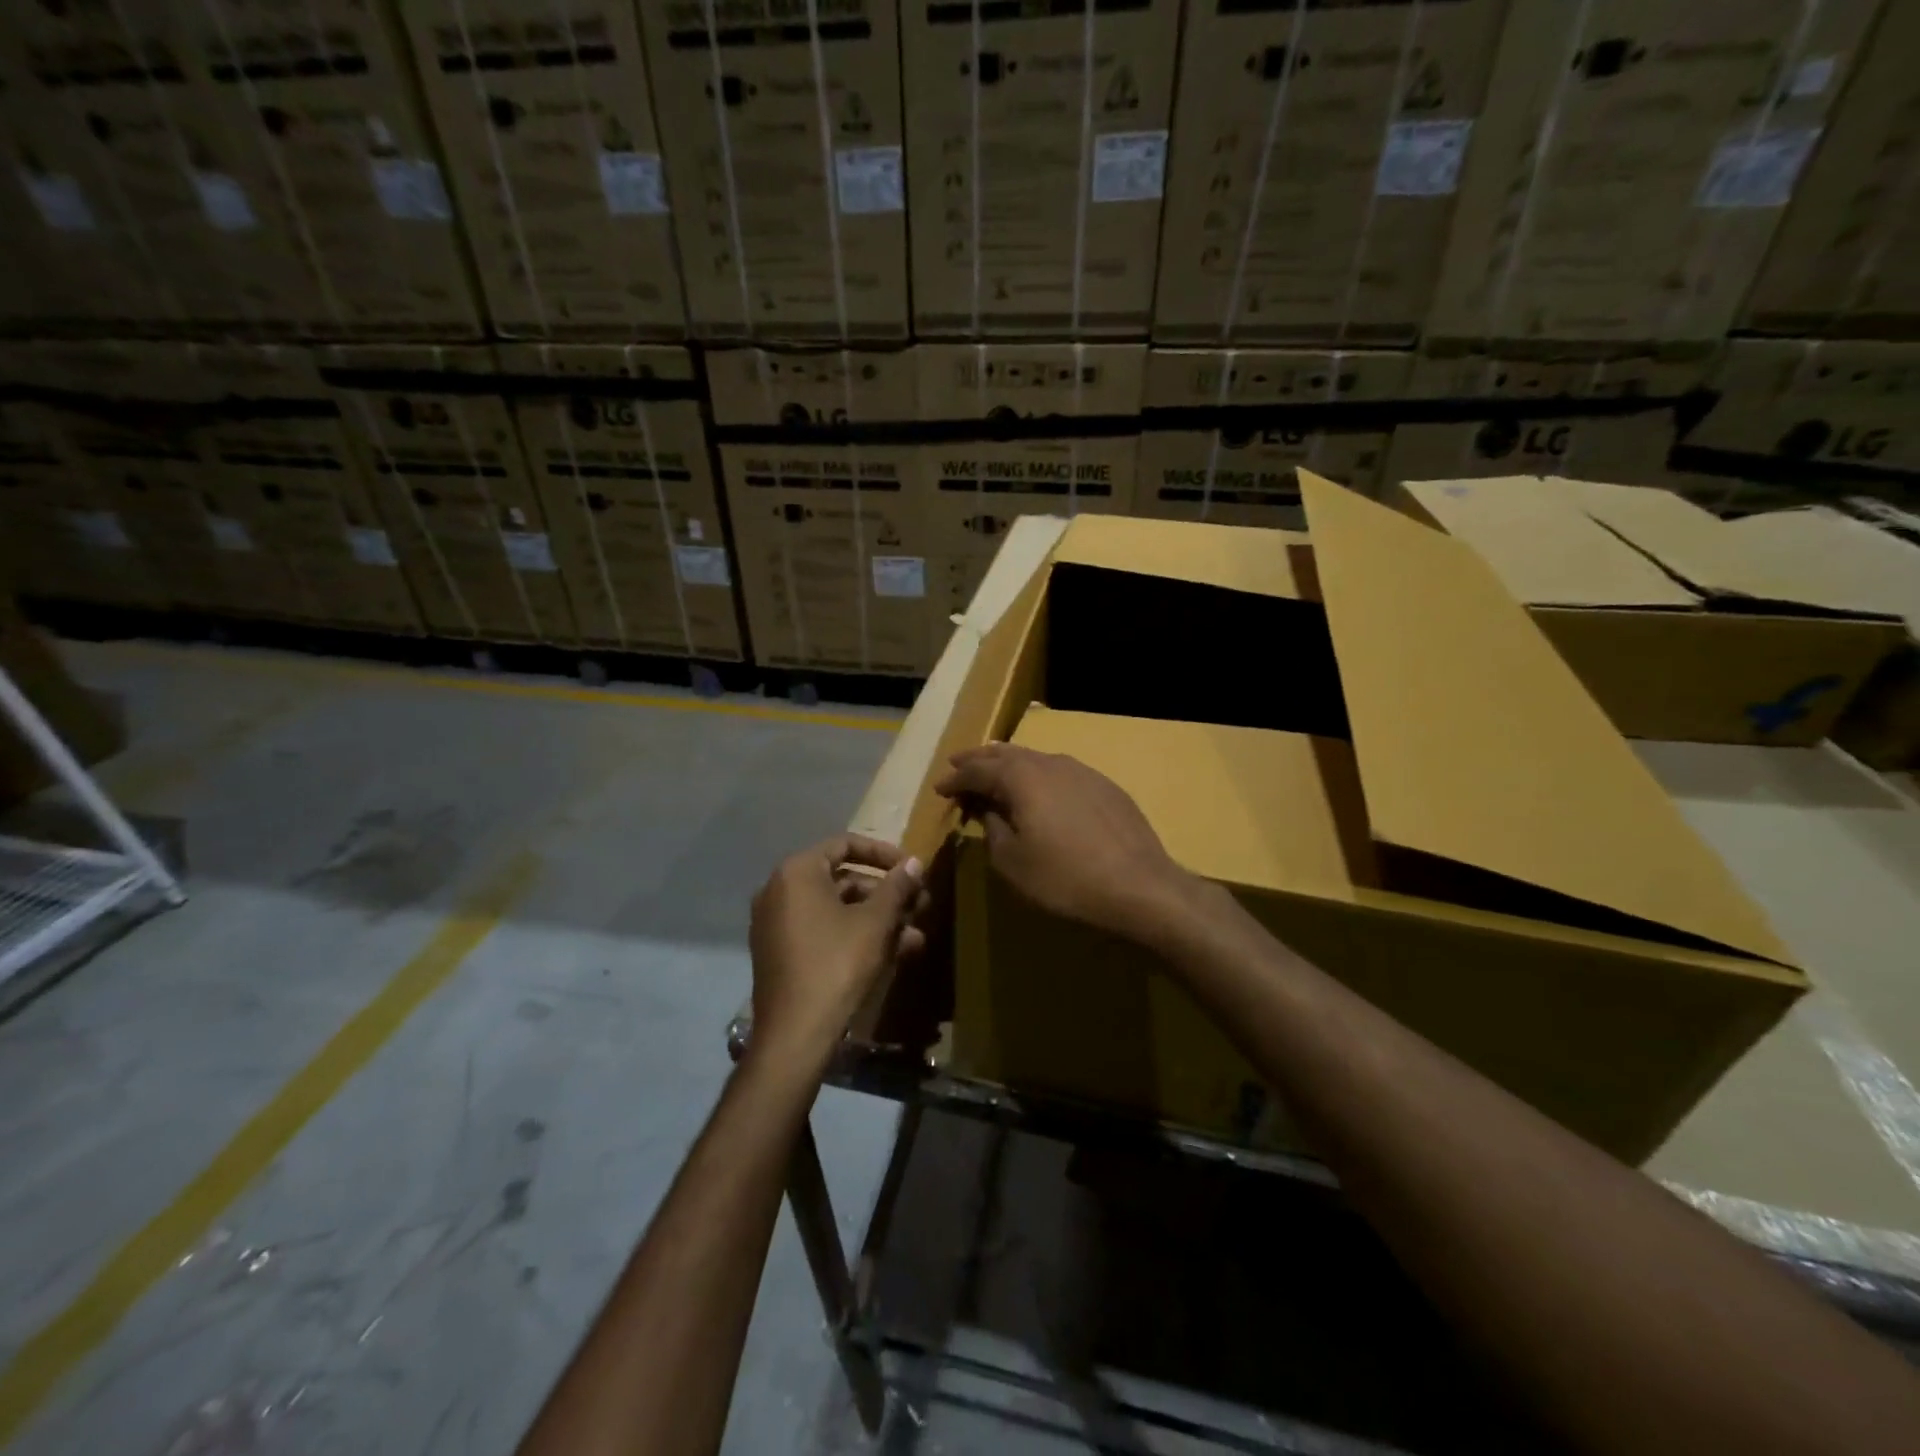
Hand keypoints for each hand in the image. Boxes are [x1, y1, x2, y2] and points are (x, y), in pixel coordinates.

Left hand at [748, 834, 925, 1069]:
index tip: (911, 868)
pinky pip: (823, 931)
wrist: (795, 1034)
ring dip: (877, 918)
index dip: (883, 853)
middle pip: (842, 879)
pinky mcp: (781, 953)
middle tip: (920, 904)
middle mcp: (779, 891)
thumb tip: (914, 862)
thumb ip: (896, 887)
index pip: (845, 844)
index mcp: (798, 872)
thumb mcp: (875, 922)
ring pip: (837, 909)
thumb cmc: (837, 964)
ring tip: (915, 936)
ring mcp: (776, 924)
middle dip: (885, 893)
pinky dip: (855, 935)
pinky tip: (894, 954)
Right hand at [934, 743, 1193, 942]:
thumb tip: (986, 808)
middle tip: (959, 763)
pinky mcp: (1105, 786)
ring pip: (1036, 758)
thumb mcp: (1013, 862)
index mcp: (1021, 778)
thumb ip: (992, 828)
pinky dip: (1039, 774)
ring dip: (1010, 763)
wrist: (1139, 887)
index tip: (940, 788)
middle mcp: (1050, 763)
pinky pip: (1061, 770)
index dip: (956, 778)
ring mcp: (1082, 771)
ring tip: (995, 770)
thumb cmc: (1065, 879)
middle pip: (1006, 754)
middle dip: (980, 759)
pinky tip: (1041, 787)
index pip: (978, 770)